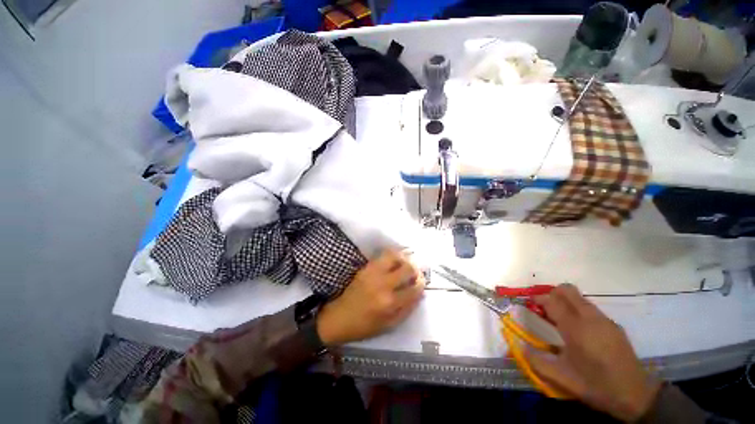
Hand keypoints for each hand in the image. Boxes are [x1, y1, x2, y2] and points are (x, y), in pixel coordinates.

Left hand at [316, 249, 424, 346]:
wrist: (340, 317)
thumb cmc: (364, 326)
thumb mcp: (389, 325)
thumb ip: (407, 310)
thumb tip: (419, 294)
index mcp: (390, 303)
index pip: (414, 288)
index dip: (421, 284)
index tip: (421, 283)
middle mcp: (384, 284)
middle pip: (408, 268)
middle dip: (416, 269)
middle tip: (415, 272)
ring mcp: (373, 273)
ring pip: (396, 256)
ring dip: (404, 258)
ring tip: (406, 263)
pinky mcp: (366, 267)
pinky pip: (383, 255)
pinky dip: (392, 254)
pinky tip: (395, 259)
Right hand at [524, 284, 660, 421]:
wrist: (636, 395)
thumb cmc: (596, 386)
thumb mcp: (562, 378)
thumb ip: (536, 361)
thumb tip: (519, 347)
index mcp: (576, 328)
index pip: (552, 301)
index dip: (538, 299)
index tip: (529, 304)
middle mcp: (590, 318)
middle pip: (567, 290)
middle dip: (551, 294)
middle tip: (543, 308)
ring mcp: (604, 320)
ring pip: (579, 298)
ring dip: (565, 301)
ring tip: (558, 319)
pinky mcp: (613, 325)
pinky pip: (589, 308)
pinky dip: (577, 309)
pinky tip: (578, 330)